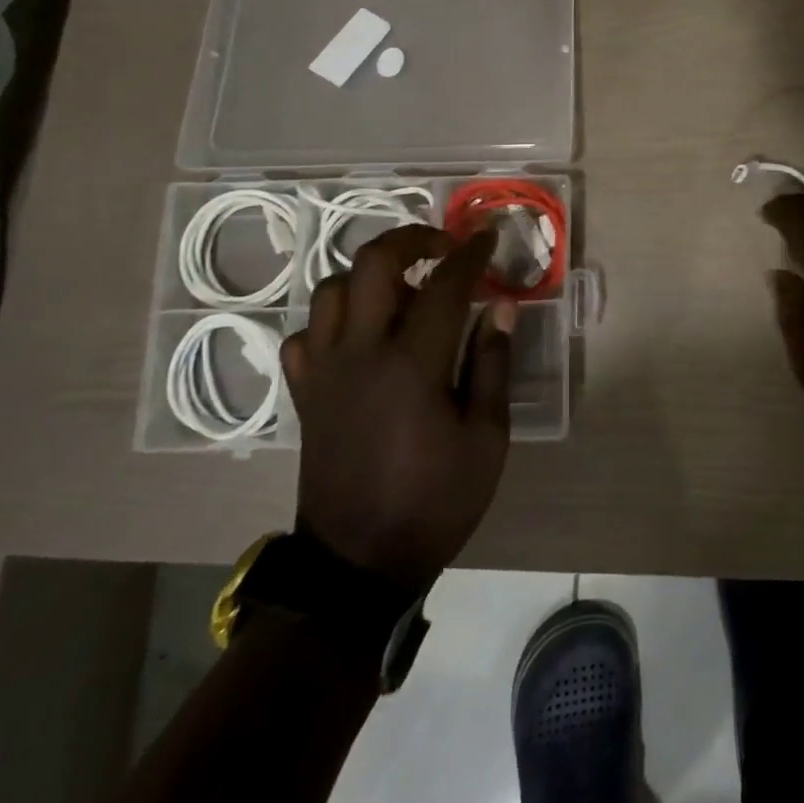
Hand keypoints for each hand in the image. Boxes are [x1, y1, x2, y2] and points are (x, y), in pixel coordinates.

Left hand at [280, 225, 517, 592]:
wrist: (357, 564)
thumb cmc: (434, 501)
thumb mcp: (486, 438)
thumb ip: (491, 364)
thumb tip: (499, 305)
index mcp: (411, 364)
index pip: (444, 284)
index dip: (470, 254)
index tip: (489, 237)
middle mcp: (360, 353)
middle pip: (372, 264)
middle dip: (411, 238)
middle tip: (443, 246)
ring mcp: (323, 371)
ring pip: (332, 290)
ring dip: (370, 275)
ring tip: (404, 288)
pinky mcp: (303, 393)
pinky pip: (305, 335)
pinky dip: (332, 320)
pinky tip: (358, 335)